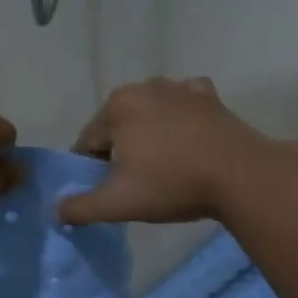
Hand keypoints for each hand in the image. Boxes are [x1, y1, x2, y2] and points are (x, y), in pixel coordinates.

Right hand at [59, 77, 266, 224]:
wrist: (241, 175)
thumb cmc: (173, 184)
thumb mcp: (118, 203)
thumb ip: (80, 208)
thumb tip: (56, 210)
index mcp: (117, 106)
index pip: (88, 143)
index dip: (93, 171)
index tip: (111, 192)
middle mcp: (145, 86)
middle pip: (118, 126)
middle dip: (122, 152)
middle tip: (140, 184)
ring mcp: (180, 87)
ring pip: (150, 116)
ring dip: (150, 138)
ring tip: (166, 169)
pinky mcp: (210, 96)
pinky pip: (183, 108)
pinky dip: (180, 122)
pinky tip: (188, 144)